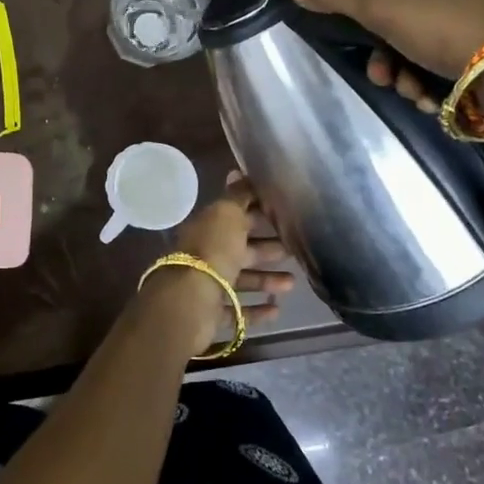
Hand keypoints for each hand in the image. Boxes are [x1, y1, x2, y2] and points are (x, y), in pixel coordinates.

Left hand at [155, 173, 295, 354]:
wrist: (190, 300)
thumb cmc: (213, 251)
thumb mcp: (228, 215)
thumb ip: (237, 196)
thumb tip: (237, 170)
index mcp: (209, 228)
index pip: (235, 217)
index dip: (258, 215)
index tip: (284, 216)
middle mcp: (206, 255)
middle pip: (239, 250)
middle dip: (266, 249)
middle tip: (293, 250)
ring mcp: (207, 285)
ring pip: (240, 280)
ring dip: (266, 280)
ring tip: (292, 284)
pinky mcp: (210, 313)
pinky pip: (237, 311)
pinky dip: (256, 311)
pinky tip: (276, 310)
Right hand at [292, 0, 483, 115]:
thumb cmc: (452, 28)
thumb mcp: (384, 7)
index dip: (378, 7)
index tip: (370, 38)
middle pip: (414, 14)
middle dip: (392, 52)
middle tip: (384, 78)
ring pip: (435, 42)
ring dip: (412, 72)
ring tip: (413, 94)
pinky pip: (464, 60)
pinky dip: (442, 80)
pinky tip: (436, 100)